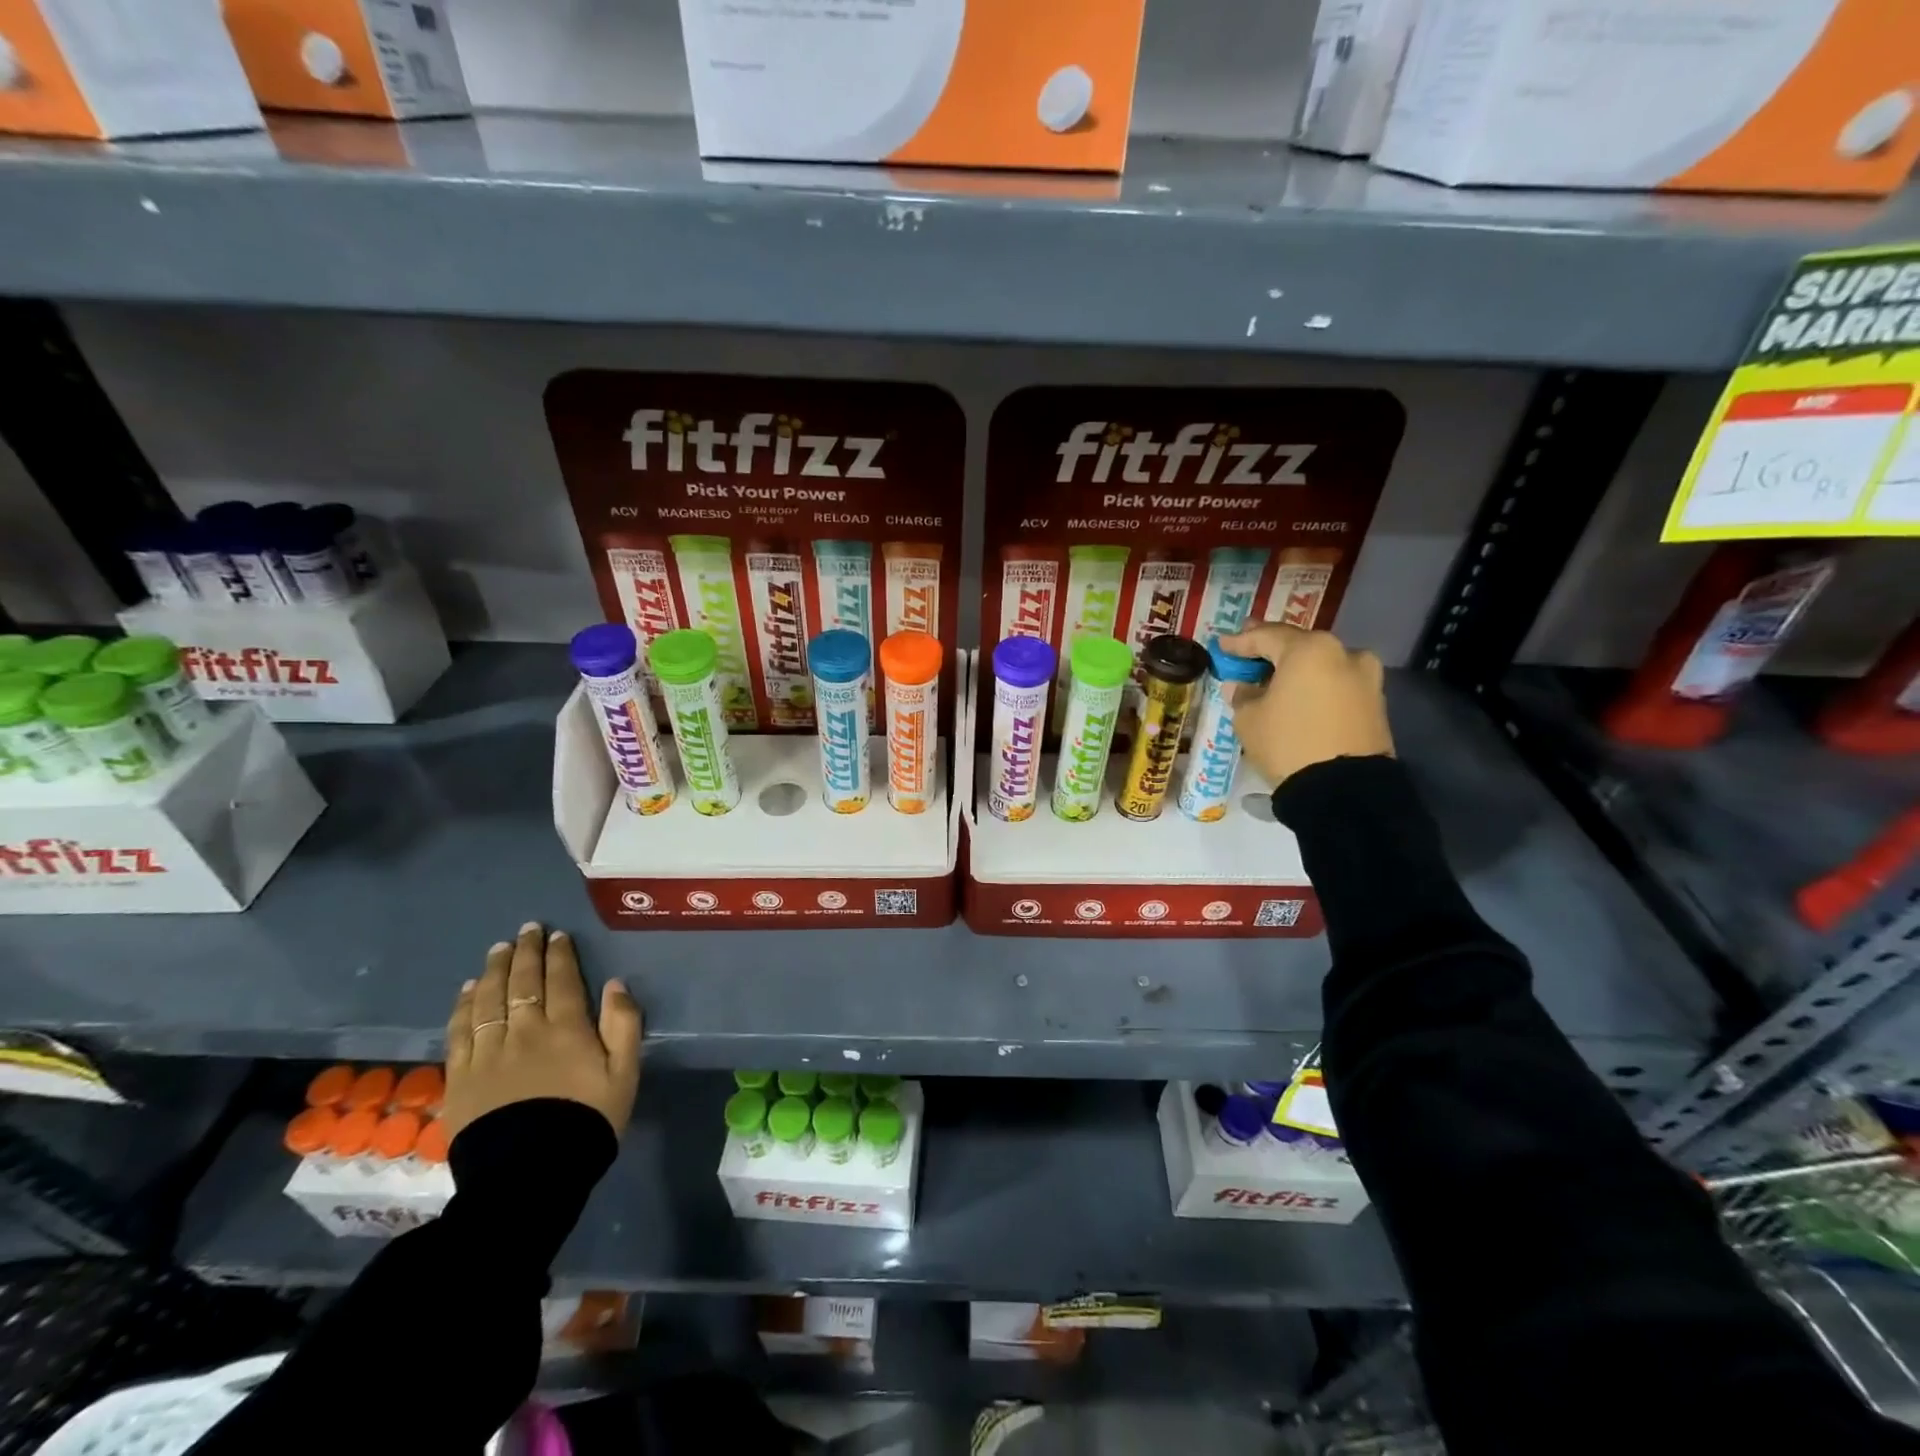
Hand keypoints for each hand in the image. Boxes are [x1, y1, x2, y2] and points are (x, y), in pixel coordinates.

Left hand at [442, 922, 643, 1141]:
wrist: (530, 1176)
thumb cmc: (587, 1121)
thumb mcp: (624, 1074)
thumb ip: (624, 1025)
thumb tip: (615, 984)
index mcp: (567, 1029)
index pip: (562, 979)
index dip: (560, 954)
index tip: (558, 936)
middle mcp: (525, 1031)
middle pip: (523, 982)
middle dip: (526, 952)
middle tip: (527, 930)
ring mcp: (488, 1052)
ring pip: (489, 999)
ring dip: (495, 970)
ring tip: (498, 950)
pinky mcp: (461, 1076)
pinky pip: (460, 1030)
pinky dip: (464, 1005)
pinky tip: (468, 990)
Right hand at [1216, 624, 1393, 787]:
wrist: (1344, 790)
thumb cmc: (1288, 743)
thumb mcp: (1249, 719)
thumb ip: (1243, 695)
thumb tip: (1244, 686)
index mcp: (1310, 650)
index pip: (1266, 637)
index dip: (1240, 641)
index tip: (1222, 644)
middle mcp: (1344, 653)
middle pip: (1299, 646)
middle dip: (1272, 650)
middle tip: (1249, 652)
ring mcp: (1366, 678)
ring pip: (1323, 666)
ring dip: (1298, 670)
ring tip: (1275, 679)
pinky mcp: (1376, 704)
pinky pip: (1337, 686)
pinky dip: (1317, 687)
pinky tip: (1299, 698)